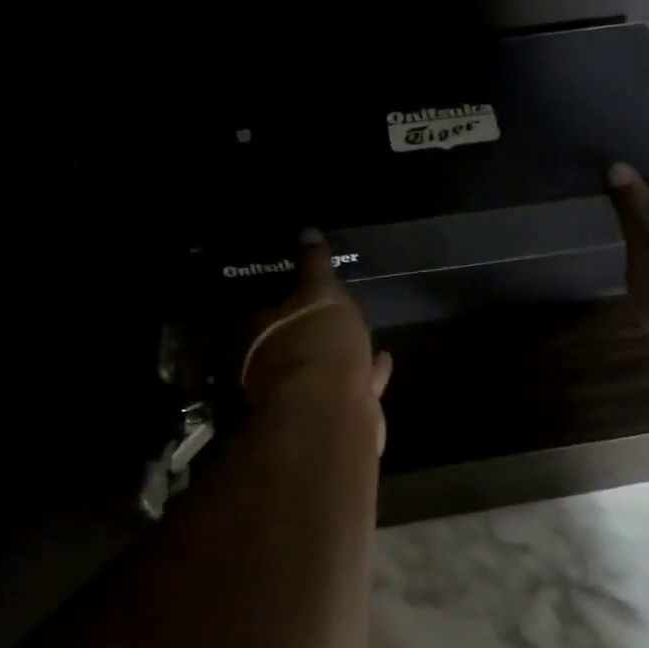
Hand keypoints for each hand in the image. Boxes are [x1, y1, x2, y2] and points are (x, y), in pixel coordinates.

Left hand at [241, 231, 392, 451]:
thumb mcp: (319, 291)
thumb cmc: (318, 342)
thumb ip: (314, 265)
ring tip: (362, 335)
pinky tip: (384, 360)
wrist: (334, 410)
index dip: (287, 301)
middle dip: (314, 332)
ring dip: (342, 353)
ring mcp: (307, 396)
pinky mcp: (337, 415)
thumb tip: (307, 232)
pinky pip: (355, 385)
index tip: (306, 291)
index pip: (269, 313)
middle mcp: (278, 369)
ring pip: (325, 368)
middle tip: (334, 315)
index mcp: (263, 336)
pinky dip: (368, 373)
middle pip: (296, 344)